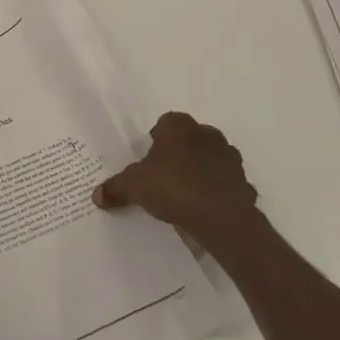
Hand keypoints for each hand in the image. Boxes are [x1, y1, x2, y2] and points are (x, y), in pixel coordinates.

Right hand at [94, 112, 259, 248]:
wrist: (220, 217)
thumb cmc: (173, 187)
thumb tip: (96, 196)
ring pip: (211, 158)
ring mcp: (229, 158)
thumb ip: (115, 188)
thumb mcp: (134, 187)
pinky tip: (205, 209)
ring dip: (201, 170)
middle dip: (179, 152)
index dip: (156, 138)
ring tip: (185, 193)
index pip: (166, 122)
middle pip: (190, 138)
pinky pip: (226, 183)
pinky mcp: (243, 182)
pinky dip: (217, 191)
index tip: (148, 158)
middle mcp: (207, 135)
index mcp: (179, 127)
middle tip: (164, 175)